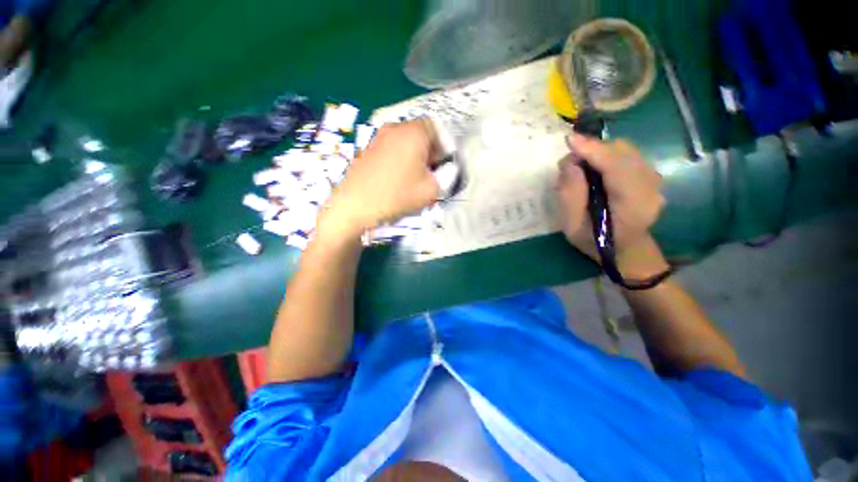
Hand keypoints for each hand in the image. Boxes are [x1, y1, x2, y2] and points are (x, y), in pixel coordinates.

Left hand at [320, 119, 440, 238]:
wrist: (355, 205)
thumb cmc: (397, 195)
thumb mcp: (431, 190)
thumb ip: (446, 177)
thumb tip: (445, 172)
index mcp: (413, 133)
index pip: (436, 127)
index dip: (444, 145)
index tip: (444, 164)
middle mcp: (395, 128)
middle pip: (419, 133)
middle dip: (430, 151)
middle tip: (431, 172)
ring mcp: (378, 138)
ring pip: (404, 141)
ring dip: (414, 155)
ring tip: (414, 177)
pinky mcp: (367, 149)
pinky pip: (390, 148)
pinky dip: (399, 158)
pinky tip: (397, 178)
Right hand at [555, 134, 668, 278]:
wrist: (627, 249)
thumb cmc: (595, 242)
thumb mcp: (572, 226)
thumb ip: (570, 195)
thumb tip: (570, 164)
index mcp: (632, 205)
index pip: (617, 167)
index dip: (593, 150)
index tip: (570, 140)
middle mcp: (650, 187)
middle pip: (622, 152)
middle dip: (593, 150)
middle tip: (571, 166)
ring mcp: (654, 180)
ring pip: (625, 150)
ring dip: (600, 152)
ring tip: (582, 170)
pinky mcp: (650, 175)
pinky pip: (628, 154)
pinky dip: (608, 156)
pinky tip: (598, 171)